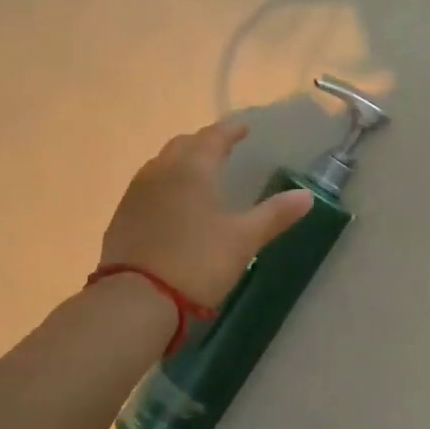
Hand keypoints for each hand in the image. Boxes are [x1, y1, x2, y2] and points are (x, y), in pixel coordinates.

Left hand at [100, 120, 315, 308]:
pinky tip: (174, 205)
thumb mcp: (243, 240)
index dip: (230, 131)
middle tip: (222, 150)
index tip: (244, 128)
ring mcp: (136, 194)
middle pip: (183, 145)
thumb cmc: (197, 262)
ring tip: (199, 175)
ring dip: (182, 163)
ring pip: (162, 165)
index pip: (213, 137)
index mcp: (192, 169)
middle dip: (204, 143)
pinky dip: (166, 185)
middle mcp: (161, 172)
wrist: (136, 300)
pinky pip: (148, 188)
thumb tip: (307, 195)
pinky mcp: (122, 218)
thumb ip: (275, 214)